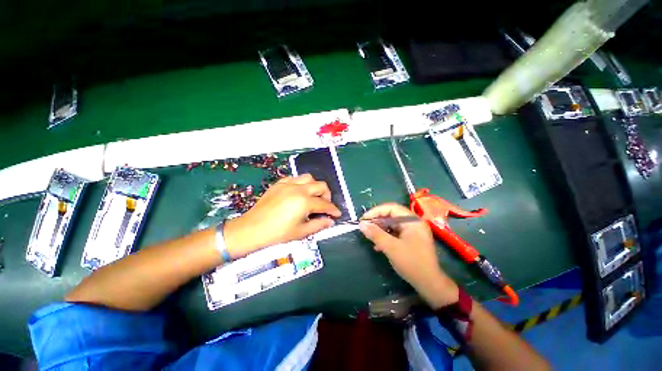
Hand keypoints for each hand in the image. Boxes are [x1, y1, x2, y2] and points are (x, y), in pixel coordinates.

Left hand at [223, 174, 340, 257]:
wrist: (252, 229)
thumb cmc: (277, 233)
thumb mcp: (301, 232)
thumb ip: (319, 225)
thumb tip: (331, 221)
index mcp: (304, 202)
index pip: (325, 204)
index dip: (333, 209)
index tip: (337, 214)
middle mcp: (298, 189)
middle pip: (321, 185)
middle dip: (327, 195)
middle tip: (324, 206)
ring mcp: (288, 184)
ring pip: (309, 178)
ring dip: (315, 187)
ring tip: (312, 197)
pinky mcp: (279, 183)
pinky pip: (295, 178)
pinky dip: (301, 184)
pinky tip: (298, 193)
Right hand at [360, 203, 458, 307]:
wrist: (429, 284)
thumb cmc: (411, 262)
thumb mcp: (391, 247)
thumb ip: (375, 234)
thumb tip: (361, 224)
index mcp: (412, 221)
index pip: (391, 208)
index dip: (376, 211)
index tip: (364, 219)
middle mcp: (413, 223)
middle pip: (391, 216)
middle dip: (377, 221)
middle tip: (365, 228)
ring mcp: (412, 232)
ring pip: (392, 225)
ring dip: (380, 230)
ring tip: (370, 236)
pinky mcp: (410, 240)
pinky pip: (395, 233)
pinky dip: (386, 237)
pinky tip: (378, 246)